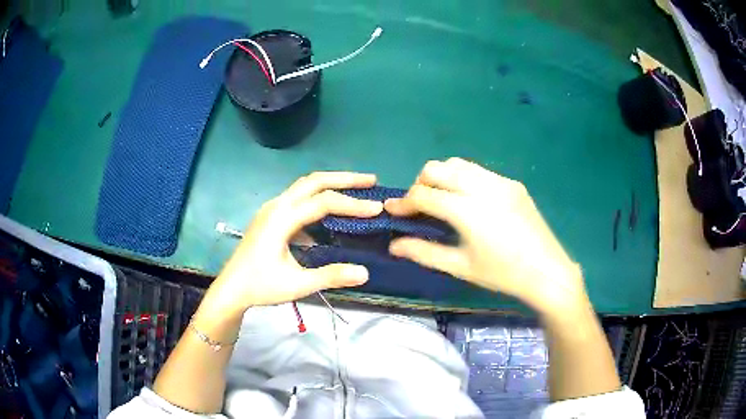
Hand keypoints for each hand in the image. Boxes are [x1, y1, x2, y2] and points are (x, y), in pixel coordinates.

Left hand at [202, 172, 383, 315]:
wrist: (231, 288)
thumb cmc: (261, 286)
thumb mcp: (297, 284)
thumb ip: (331, 276)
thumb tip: (364, 272)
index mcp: (281, 219)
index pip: (323, 203)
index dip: (351, 205)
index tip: (377, 209)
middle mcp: (276, 206)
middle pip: (313, 181)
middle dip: (344, 179)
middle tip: (371, 180)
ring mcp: (272, 209)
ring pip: (304, 187)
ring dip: (331, 184)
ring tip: (356, 188)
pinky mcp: (271, 216)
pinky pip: (298, 199)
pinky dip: (318, 199)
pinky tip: (330, 214)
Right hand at [385, 158, 587, 314]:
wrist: (547, 270)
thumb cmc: (502, 274)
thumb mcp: (460, 266)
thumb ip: (423, 252)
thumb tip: (393, 245)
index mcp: (466, 210)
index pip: (424, 194)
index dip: (404, 202)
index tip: (392, 210)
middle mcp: (481, 187)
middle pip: (437, 169)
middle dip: (420, 183)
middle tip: (419, 205)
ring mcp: (499, 181)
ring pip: (458, 164)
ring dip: (441, 177)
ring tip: (442, 199)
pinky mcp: (512, 183)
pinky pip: (479, 171)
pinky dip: (463, 179)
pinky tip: (469, 201)